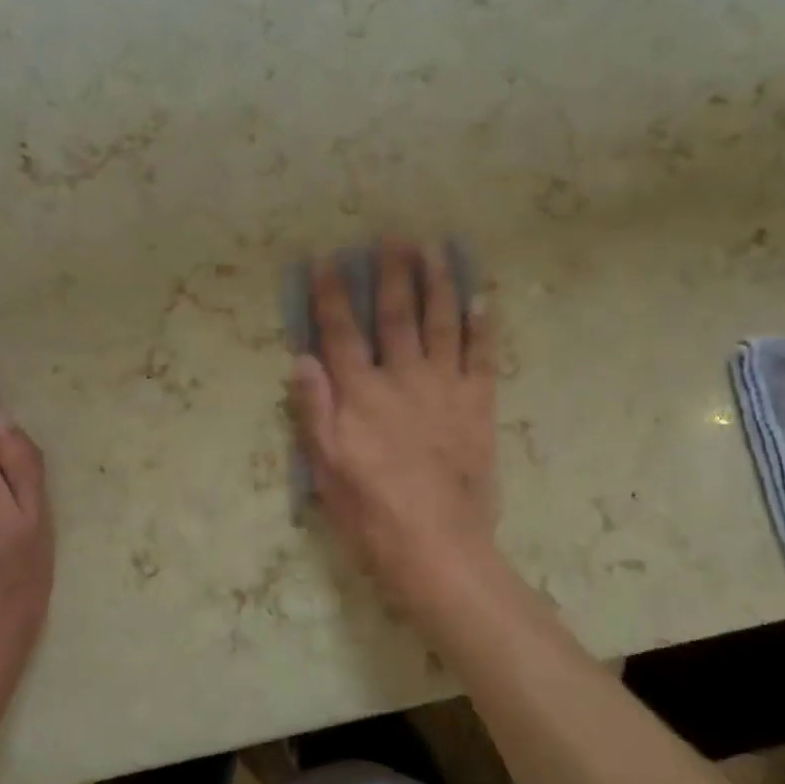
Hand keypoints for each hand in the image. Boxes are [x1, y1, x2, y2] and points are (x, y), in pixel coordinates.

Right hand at [287, 240, 500, 619]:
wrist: (437, 546)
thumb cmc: (371, 512)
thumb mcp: (325, 468)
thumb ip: (314, 410)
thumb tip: (302, 358)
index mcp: (361, 394)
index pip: (340, 332)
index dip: (331, 294)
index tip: (326, 260)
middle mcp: (403, 378)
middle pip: (396, 315)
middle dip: (392, 274)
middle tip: (392, 237)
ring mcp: (445, 388)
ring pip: (441, 324)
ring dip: (438, 283)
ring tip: (436, 249)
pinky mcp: (479, 405)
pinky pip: (483, 357)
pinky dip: (483, 326)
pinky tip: (482, 299)